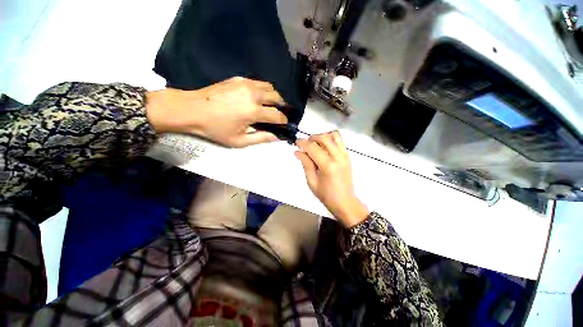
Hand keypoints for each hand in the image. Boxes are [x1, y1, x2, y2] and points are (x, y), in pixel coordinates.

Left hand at [146, 77, 287, 146]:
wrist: (193, 109)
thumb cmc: (216, 129)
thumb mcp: (239, 140)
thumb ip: (261, 138)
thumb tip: (276, 137)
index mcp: (253, 111)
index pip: (277, 115)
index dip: (283, 120)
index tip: (284, 124)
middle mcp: (253, 94)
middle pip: (277, 97)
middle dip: (281, 106)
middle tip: (279, 114)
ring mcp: (245, 84)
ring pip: (269, 87)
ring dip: (274, 96)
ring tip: (270, 105)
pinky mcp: (238, 79)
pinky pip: (258, 83)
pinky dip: (263, 90)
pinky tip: (257, 98)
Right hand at [295, 131, 368, 226]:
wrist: (344, 201)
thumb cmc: (326, 194)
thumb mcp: (311, 181)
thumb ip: (306, 163)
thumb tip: (297, 151)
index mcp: (327, 165)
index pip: (313, 147)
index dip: (302, 143)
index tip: (296, 142)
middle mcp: (338, 157)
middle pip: (324, 138)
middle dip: (312, 138)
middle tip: (305, 144)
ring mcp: (345, 155)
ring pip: (334, 136)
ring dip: (322, 136)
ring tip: (315, 144)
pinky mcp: (348, 156)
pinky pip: (339, 141)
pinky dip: (330, 139)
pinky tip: (324, 148)